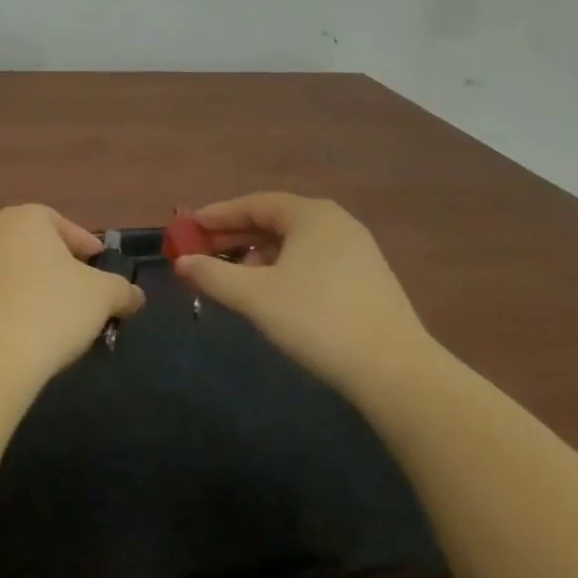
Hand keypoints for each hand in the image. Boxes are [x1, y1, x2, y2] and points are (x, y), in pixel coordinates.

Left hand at [0, 205, 145, 384]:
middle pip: (31, 246)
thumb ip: (121, 290)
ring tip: (47, 320)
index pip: (62, 224)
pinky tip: (16, 335)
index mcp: (25, 218)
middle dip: (54, 266)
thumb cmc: (51, 309)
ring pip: (5, 271)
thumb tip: (135, 295)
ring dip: (25, 288)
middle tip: (76, 293)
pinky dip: (1, 310)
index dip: (85, 246)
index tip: (99, 267)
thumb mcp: (102, 297)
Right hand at [175, 192, 432, 399]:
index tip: (189, 226)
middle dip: (236, 237)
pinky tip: (272, 295)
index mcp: (311, 214)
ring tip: (234, 278)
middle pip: (274, 222)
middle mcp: (336, 223)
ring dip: (258, 256)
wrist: (396, 373)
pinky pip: (313, 262)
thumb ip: (212, 275)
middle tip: (203, 252)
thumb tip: (181, 262)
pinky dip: (284, 270)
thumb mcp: (255, 296)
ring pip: (294, 245)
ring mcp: (357, 252)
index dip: (218, 215)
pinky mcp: (368, 281)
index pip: (254, 204)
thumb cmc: (317, 319)